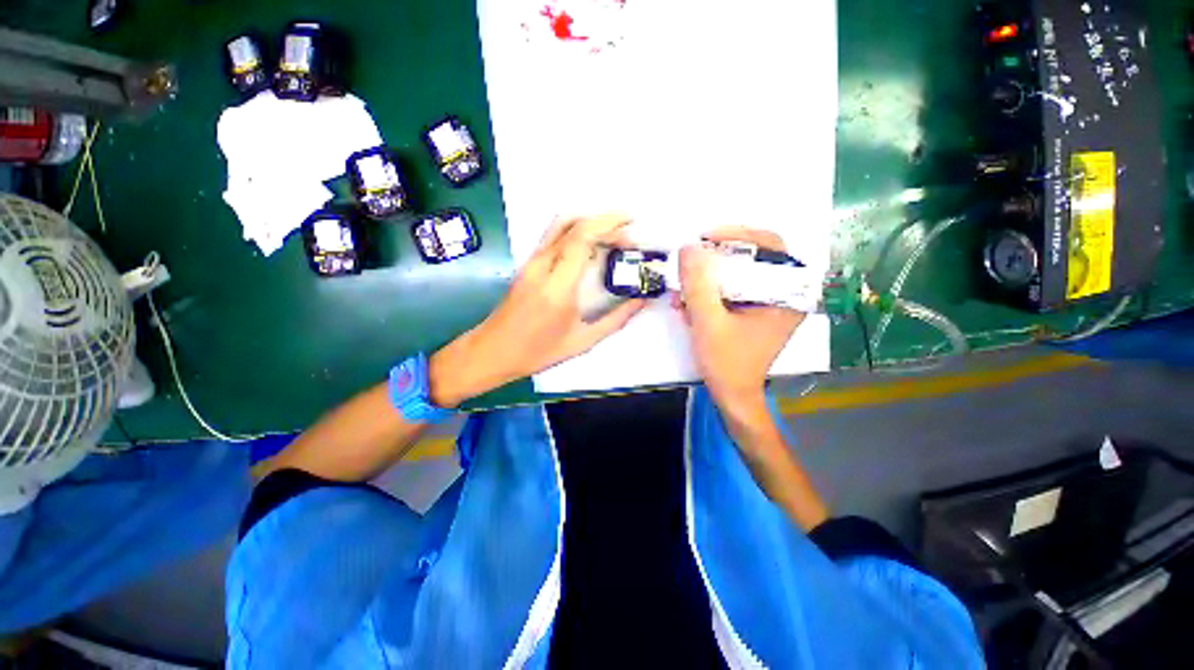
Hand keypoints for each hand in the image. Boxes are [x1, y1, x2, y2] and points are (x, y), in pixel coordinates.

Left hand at [430, 215, 645, 406]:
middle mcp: (542, 266)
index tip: (631, 225)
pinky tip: (592, 247)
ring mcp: (531, 262)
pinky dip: (577, 232)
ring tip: (613, 236)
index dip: (608, 225)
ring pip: (560, 225)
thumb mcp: (582, 341)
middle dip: (604, 222)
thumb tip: (641, 300)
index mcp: (557, 286)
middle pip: (572, 224)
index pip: (581, 238)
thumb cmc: (538, 351)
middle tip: (628, 235)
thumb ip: (615, 320)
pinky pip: (554, 237)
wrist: (493, 351)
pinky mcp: (527, 264)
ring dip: (589, 223)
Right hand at [675, 227, 804, 418]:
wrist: (732, 395)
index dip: (737, 235)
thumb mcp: (708, 321)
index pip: (770, 245)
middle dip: (715, 260)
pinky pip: (732, 289)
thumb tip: (688, 247)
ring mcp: (770, 303)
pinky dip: (709, 293)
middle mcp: (786, 294)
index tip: (705, 239)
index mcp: (789, 294)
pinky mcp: (755, 311)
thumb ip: (698, 284)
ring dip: (707, 279)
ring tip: (682, 294)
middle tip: (690, 263)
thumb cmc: (727, 362)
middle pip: (752, 257)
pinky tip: (688, 306)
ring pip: (738, 273)